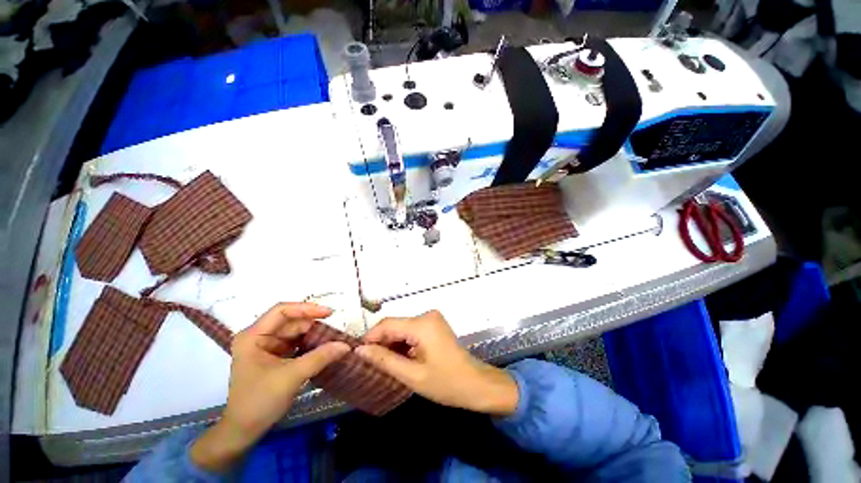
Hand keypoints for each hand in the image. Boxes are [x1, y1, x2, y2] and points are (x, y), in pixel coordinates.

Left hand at [191, 303, 349, 471]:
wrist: (243, 431)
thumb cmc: (260, 401)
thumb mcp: (291, 377)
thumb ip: (320, 357)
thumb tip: (346, 345)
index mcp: (253, 336)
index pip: (282, 311)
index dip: (307, 309)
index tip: (329, 313)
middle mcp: (258, 337)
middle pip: (291, 322)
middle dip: (313, 325)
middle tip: (335, 331)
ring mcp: (266, 347)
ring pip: (295, 332)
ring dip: (313, 335)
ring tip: (333, 338)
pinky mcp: (273, 357)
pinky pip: (295, 343)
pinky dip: (309, 344)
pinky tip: (323, 348)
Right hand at [355, 310, 517, 415]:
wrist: (476, 383)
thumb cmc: (446, 383)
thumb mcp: (412, 375)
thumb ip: (384, 360)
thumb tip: (360, 351)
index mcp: (422, 324)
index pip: (387, 324)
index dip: (370, 338)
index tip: (357, 355)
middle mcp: (426, 315)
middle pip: (395, 325)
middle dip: (381, 343)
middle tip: (370, 364)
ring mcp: (432, 318)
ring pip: (402, 328)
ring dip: (392, 344)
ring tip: (384, 364)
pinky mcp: (434, 324)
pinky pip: (412, 330)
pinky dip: (403, 343)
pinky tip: (400, 359)